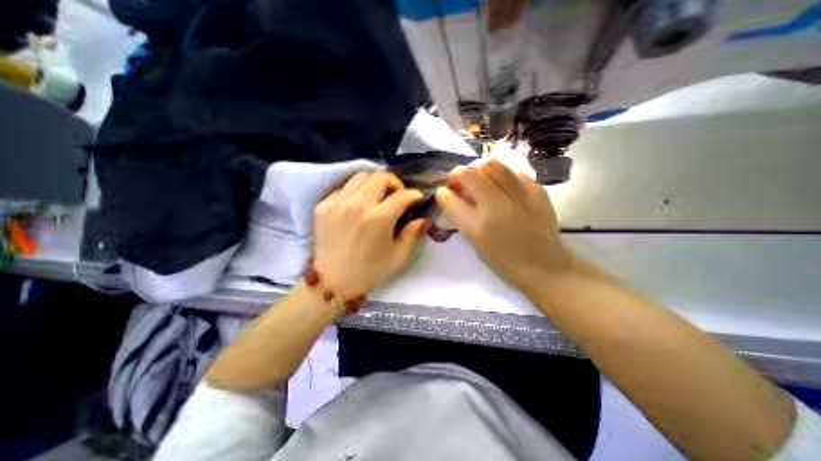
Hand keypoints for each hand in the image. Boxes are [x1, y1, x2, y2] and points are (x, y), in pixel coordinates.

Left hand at [314, 170, 429, 300]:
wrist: (333, 282)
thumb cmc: (369, 272)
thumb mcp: (399, 257)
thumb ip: (413, 234)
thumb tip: (423, 219)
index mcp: (379, 218)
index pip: (402, 195)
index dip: (414, 194)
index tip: (416, 198)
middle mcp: (358, 205)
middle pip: (380, 176)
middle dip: (394, 182)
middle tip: (397, 194)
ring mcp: (338, 203)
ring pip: (361, 176)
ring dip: (374, 182)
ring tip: (378, 195)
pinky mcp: (323, 206)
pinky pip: (344, 188)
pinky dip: (355, 191)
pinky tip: (358, 204)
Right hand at [437, 161, 572, 292]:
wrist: (542, 262)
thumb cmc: (502, 255)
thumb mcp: (474, 237)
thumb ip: (458, 211)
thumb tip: (447, 192)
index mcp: (479, 223)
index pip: (452, 194)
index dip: (446, 187)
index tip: (447, 191)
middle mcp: (498, 204)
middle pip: (472, 170)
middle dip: (460, 173)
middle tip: (461, 184)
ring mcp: (521, 194)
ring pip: (493, 163)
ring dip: (480, 170)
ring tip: (480, 182)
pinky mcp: (538, 189)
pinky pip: (512, 171)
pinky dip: (501, 175)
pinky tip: (501, 187)